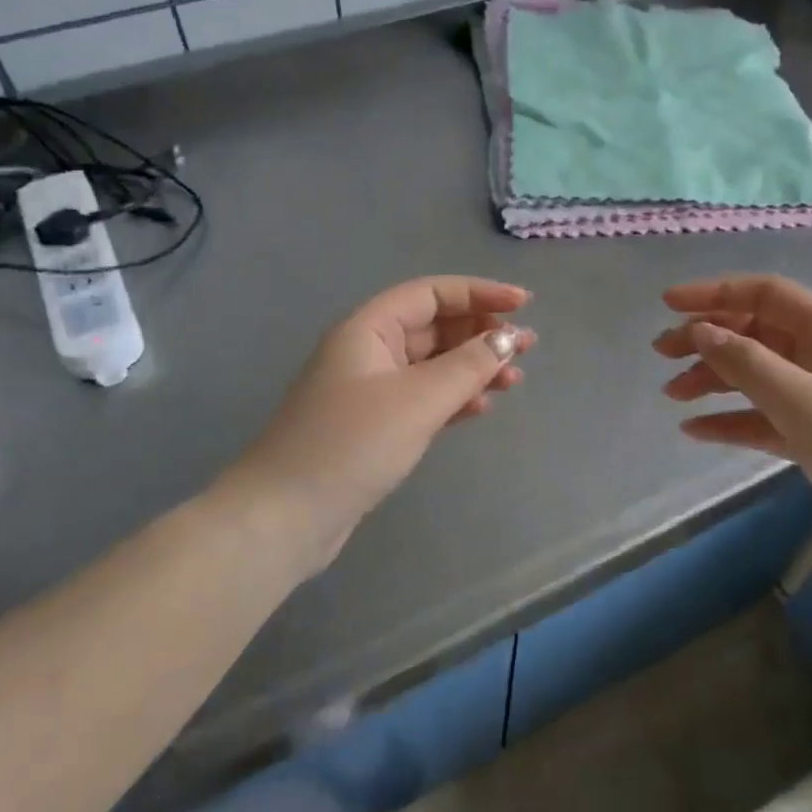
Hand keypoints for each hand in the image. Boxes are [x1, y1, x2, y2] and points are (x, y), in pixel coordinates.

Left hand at [227, 277, 534, 574]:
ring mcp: (370, 391)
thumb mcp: (417, 400)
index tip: (523, 304)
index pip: (431, 293)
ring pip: (432, 365)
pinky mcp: (374, 426)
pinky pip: (423, 398)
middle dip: (481, 333)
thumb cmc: (351, 444)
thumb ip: (468, 366)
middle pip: (434, 327)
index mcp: (369, 329)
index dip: (478, 293)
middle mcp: (368, 351)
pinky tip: (480, 408)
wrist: (284, 518)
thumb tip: (506, 338)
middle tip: (527, 347)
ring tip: (514, 381)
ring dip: (473, 368)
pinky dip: (454, 398)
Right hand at [653, 274, 811, 583]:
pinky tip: (697, 430)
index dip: (715, 292)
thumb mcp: (804, 403)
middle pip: (756, 333)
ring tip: (672, 395)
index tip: (668, 305)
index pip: (766, 294)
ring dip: (714, 380)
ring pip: (756, 376)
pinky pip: (765, 417)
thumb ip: (747, 363)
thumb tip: (701, 330)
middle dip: (707, 338)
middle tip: (661, 354)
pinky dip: (732, 420)